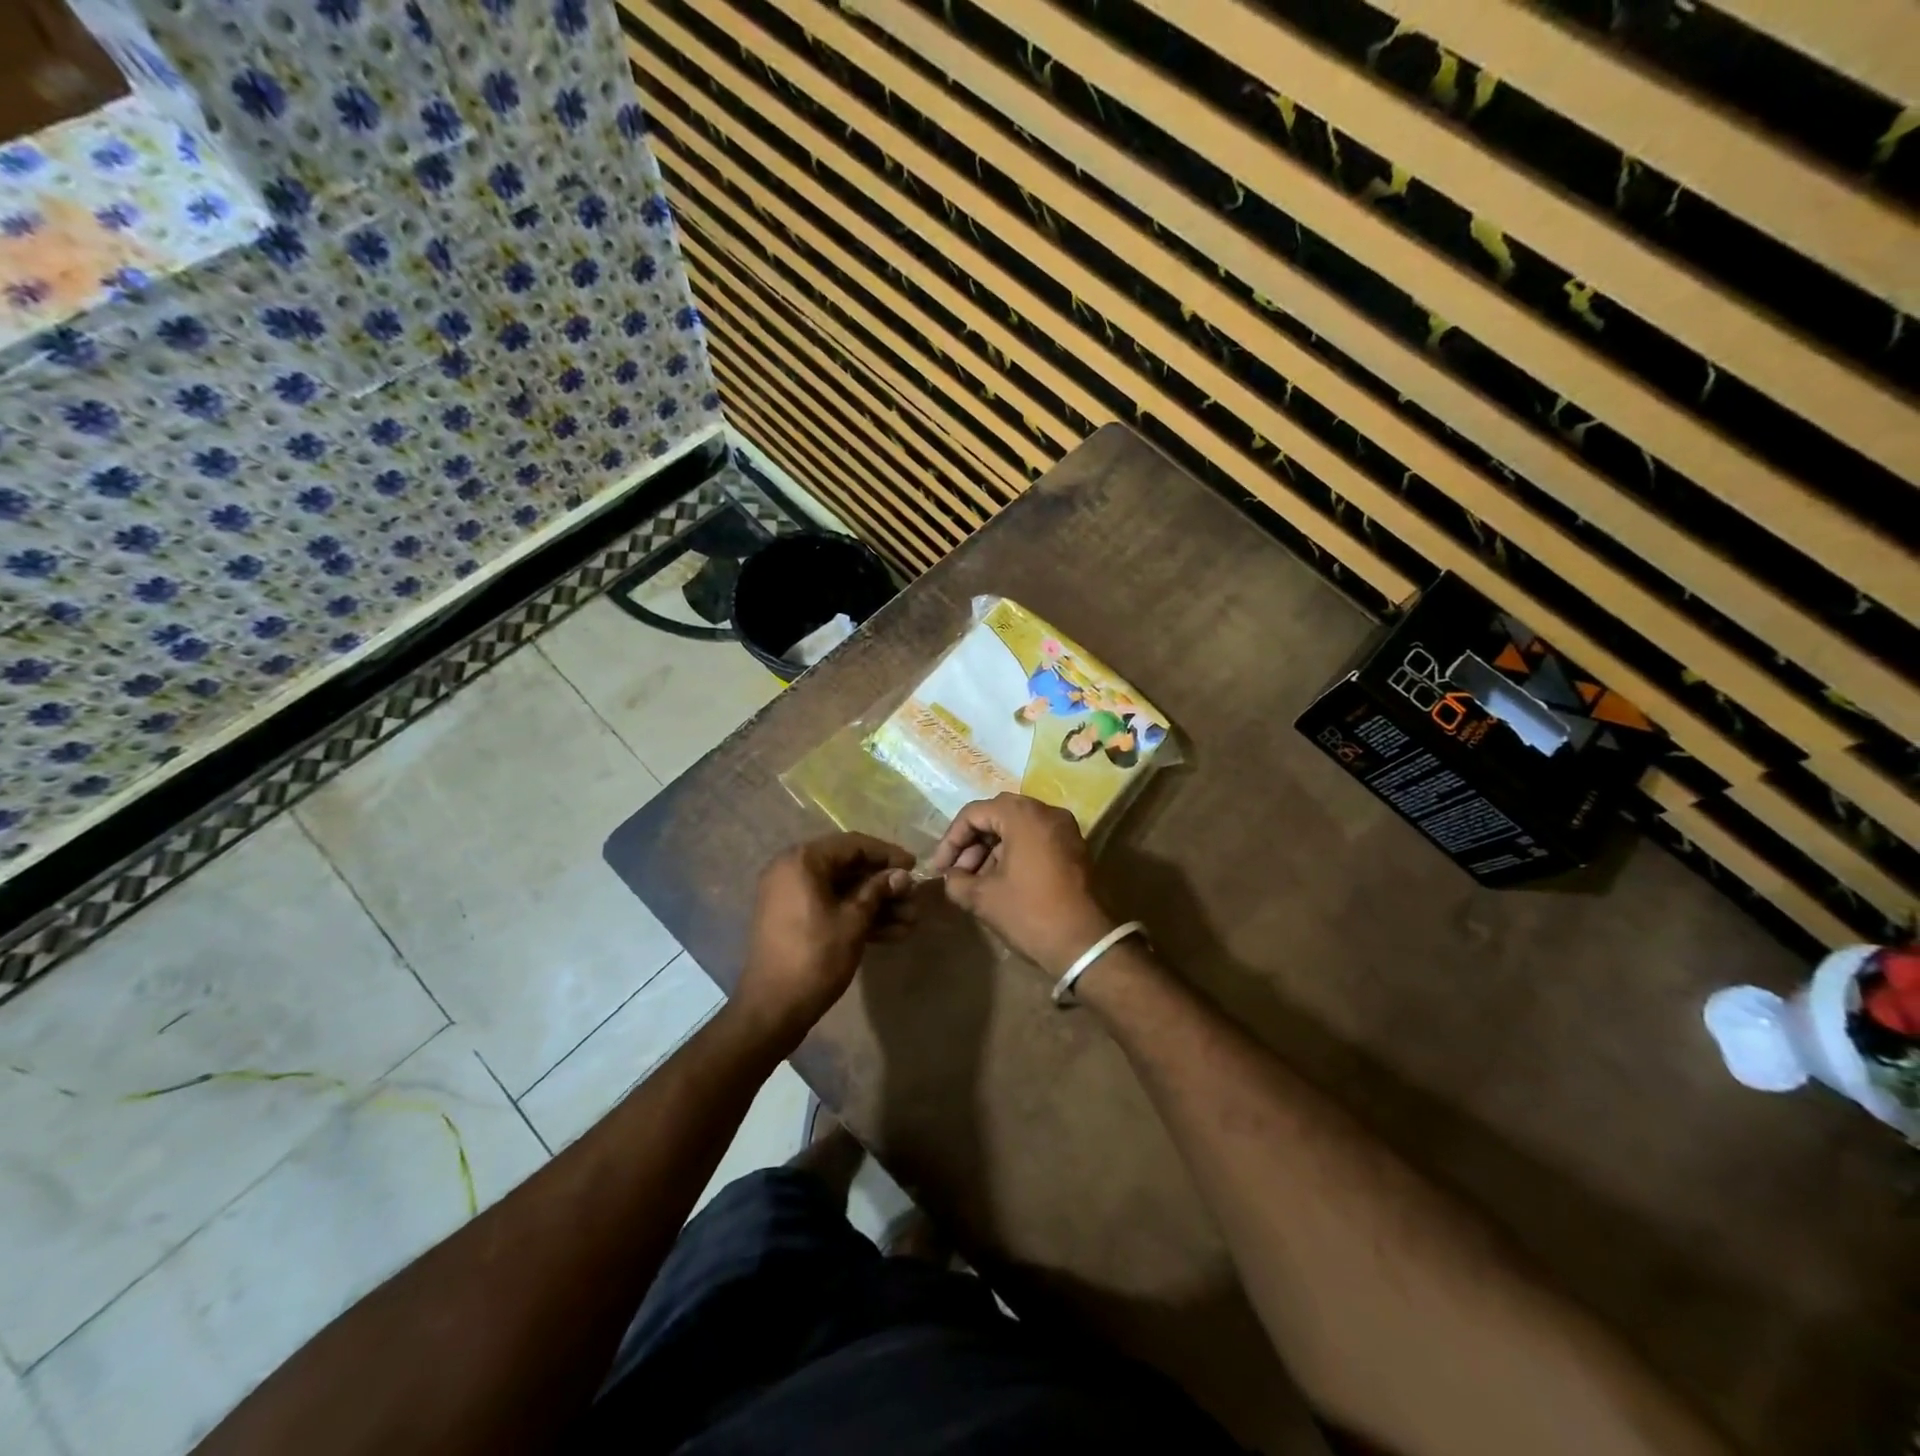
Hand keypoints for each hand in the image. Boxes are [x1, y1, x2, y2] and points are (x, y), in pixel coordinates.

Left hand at [737, 832, 915, 1043]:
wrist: (772, 1009)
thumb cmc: (815, 958)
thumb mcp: (853, 921)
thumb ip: (878, 891)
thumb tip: (902, 875)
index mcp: (803, 861)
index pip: (853, 845)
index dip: (887, 855)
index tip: (915, 866)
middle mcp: (793, 870)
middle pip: (849, 867)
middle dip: (885, 885)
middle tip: (914, 899)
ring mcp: (792, 896)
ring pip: (843, 891)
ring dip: (877, 904)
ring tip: (911, 921)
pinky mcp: (795, 919)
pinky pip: (831, 907)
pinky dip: (858, 917)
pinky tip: (892, 933)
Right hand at [926, 794, 1115, 975]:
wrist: (1086, 944)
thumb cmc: (1030, 913)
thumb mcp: (983, 898)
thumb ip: (957, 881)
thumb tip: (951, 877)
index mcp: (1023, 815)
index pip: (974, 813)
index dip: (951, 840)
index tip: (940, 869)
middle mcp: (1047, 812)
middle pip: (997, 816)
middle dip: (972, 843)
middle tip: (956, 873)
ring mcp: (1065, 829)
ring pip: (1017, 828)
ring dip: (992, 850)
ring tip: (976, 882)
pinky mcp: (1075, 848)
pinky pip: (1036, 840)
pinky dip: (1014, 854)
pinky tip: (1001, 882)